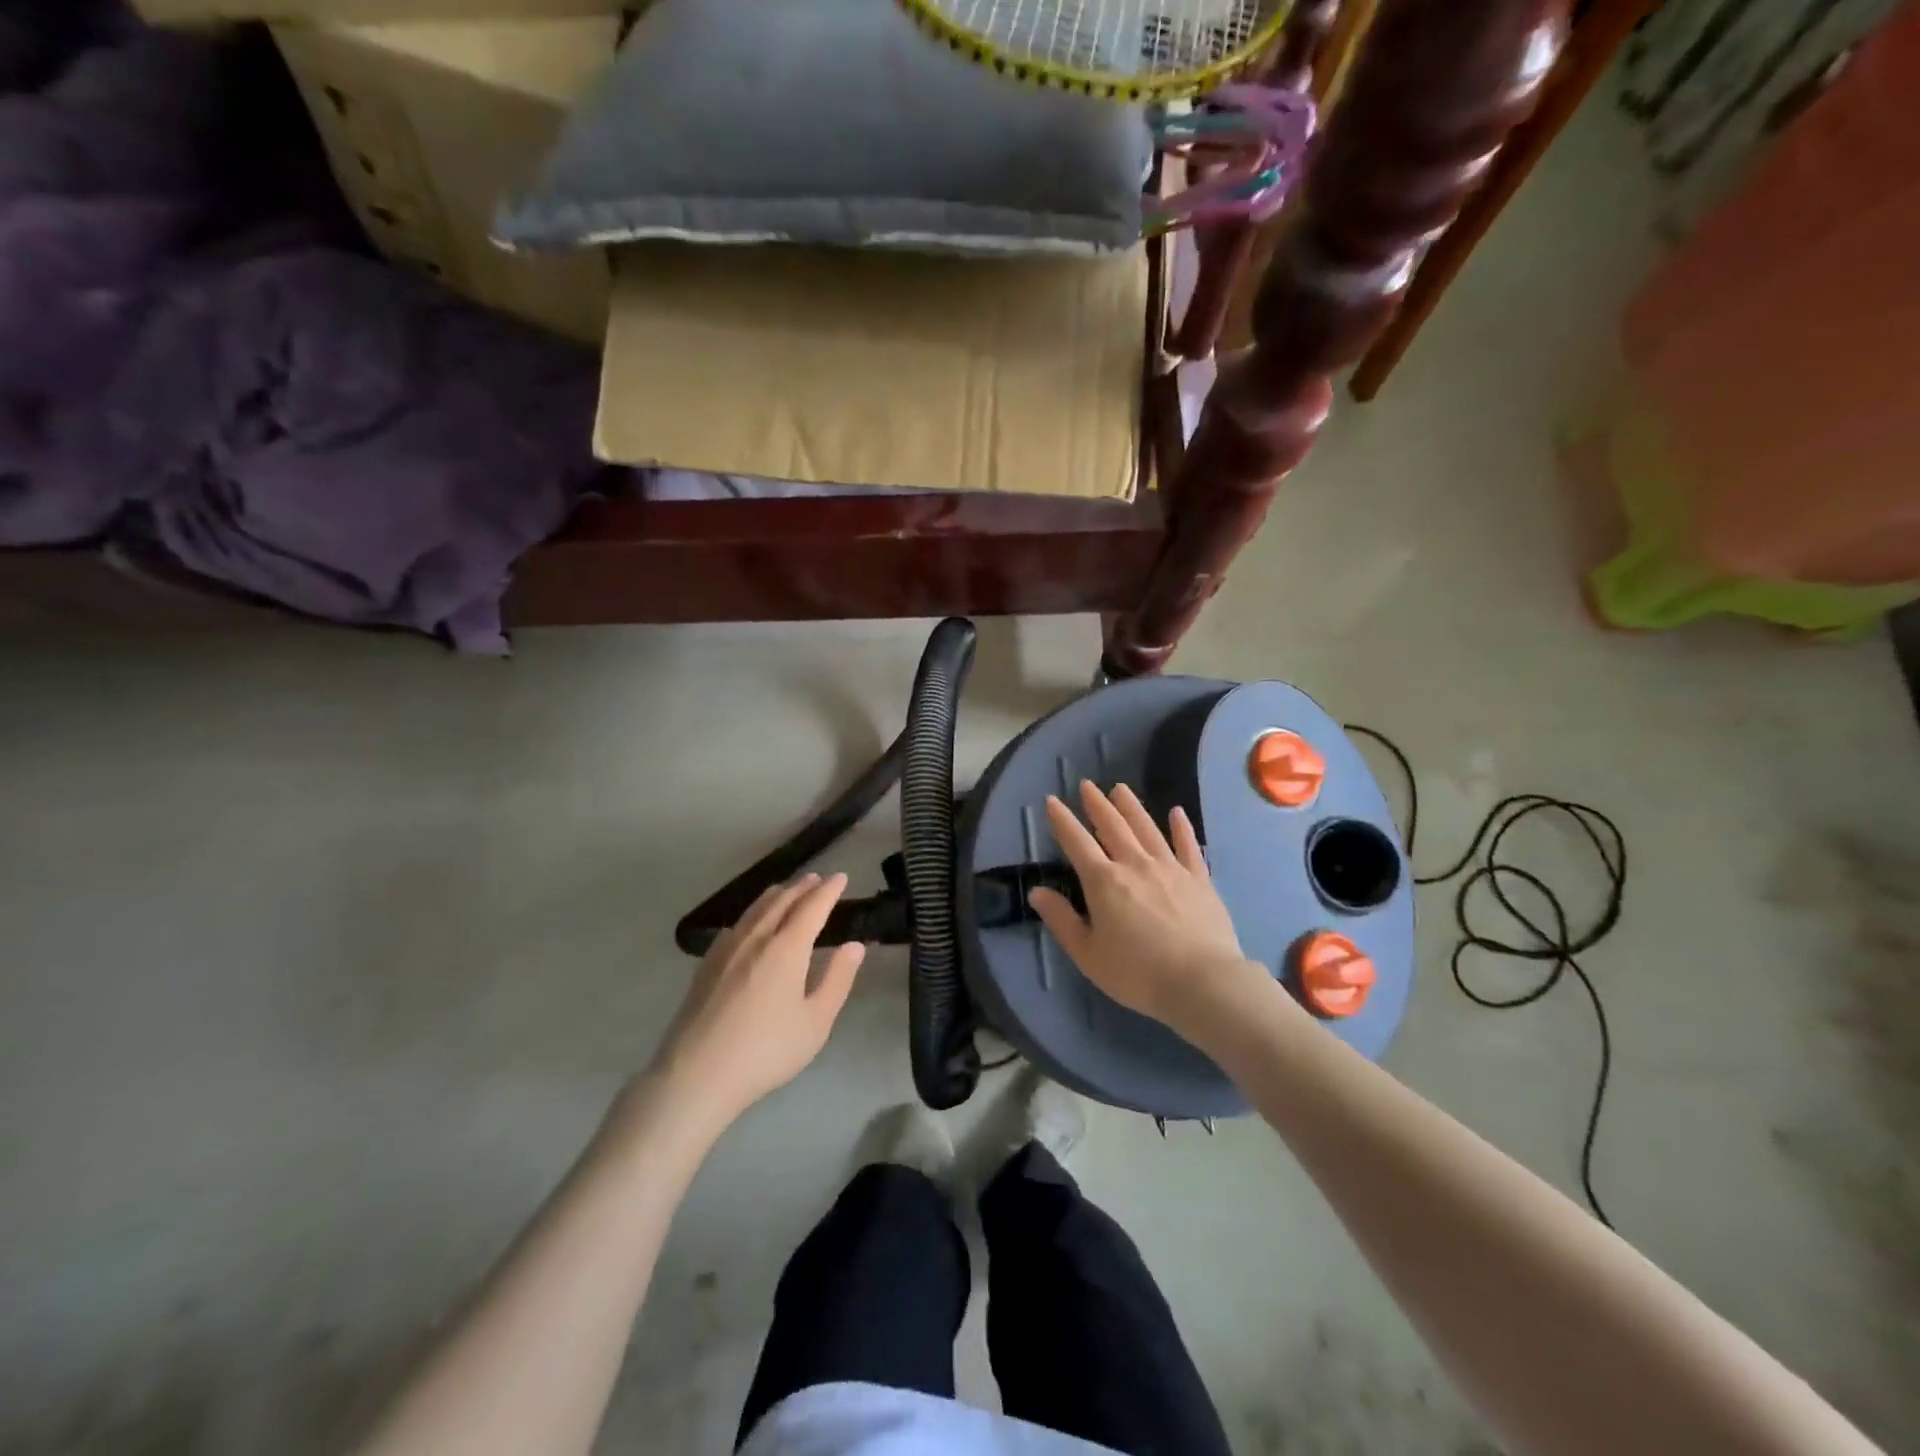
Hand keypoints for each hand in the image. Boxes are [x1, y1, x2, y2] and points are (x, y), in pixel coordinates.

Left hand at [647, 873, 865, 1132]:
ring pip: (756, 909)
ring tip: (788, 890)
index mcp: (786, 948)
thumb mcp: (815, 1022)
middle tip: (818, 878)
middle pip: (782, 901)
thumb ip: (837, 979)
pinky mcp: (707, 964)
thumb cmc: (766, 1051)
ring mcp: (727, 949)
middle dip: (803, 887)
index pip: (812, 907)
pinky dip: (753, 913)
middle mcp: (756, 938)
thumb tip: (854, 945)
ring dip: (777, 895)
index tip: (841, 877)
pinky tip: (751, 923)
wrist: (696, 1074)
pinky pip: (737, 924)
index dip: (829, 890)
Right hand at [1028, 781, 1262, 1032]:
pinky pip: (1188, 846)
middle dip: (1097, 804)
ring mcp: (1170, 868)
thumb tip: (1037, 892)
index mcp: (1104, 882)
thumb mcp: (1087, 954)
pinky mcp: (1199, 879)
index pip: (1076, 843)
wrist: (1201, 982)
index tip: (1052, 801)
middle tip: (1087, 785)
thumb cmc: (1137, 973)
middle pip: (1113, 826)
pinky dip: (1181, 827)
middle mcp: (1135, 864)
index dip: (1062, 820)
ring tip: (1120, 789)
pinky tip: (1177, 812)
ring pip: (1147, 828)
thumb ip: (1061, 920)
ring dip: (1131, 807)